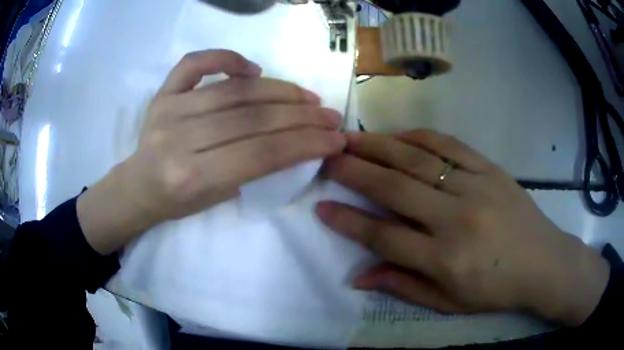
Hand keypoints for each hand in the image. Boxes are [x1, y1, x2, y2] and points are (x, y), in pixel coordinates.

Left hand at [78, 49, 345, 253]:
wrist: (138, 187)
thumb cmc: (178, 202)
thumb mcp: (219, 199)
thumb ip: (255, 170)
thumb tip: (297, 142)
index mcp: (192, 177)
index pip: (261, 154)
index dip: (305, 144)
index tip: (335, 139)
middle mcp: (179, 140)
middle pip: (252, 119)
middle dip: (302, 117)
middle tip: (330, 116)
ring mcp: (168, 110)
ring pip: (235, 90)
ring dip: (280, 91)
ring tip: (308, 98)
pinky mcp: (162, 93)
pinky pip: (195, 63)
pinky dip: (227, 58)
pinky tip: (253, 69)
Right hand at [316, 130, 609, 326]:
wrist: (543, 263)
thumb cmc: (496, 290)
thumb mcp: (448, 303)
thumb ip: (403, 287)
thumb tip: (358, 277)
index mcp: (445, 259)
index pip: (384, 235)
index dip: (348, 221)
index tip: (321, 206)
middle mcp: (456, 218)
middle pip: (394, 187)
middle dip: (354, 171)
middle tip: (327, 157)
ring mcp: (475, 187)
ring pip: (417, 158)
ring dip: (379, 146)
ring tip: (350, 138)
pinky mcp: (490, 169)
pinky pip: (448, 145)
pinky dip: (417, 136)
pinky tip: (396, 135)